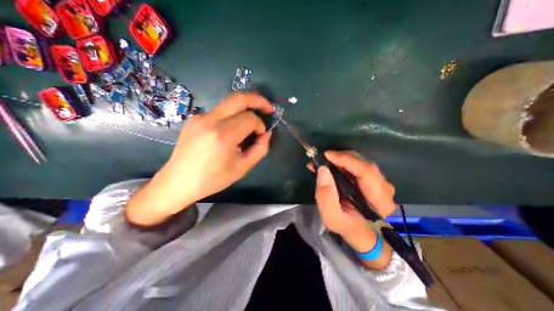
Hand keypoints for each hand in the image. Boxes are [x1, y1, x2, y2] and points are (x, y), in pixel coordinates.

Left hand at [126, 92, 271, 225]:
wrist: (178, 181)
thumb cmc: (213, 178)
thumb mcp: (243, 167)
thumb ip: (260, 149)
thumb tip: (266, 133)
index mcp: (223, 135)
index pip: (250, 118)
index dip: (260, 125)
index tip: (261, 136)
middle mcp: (210, 120)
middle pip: (239, 98)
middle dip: (258, 100)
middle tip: (268, 108)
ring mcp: (200, 116)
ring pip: (229, 102)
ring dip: (245, 107)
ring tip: (253, 119)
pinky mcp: (195, 118)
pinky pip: (220, 111)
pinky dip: (233, 114)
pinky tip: (233, 127)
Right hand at [313, 152, 395, 251]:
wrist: (360, 232)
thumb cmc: (346, 226)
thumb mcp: (331, 216)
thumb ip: (326, 195)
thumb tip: (322, 169)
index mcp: (380, 201)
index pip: (367, 172)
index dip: (347, 160)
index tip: (327, 155)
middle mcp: (384, 188)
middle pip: (364, 164)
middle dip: (341, 157)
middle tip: (322, 158)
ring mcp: (379, 181)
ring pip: (360, 162)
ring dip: (340, 159)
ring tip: (324, 162)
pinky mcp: (372, 178)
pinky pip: (357, 165)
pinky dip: (343, 162)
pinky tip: (331, 164)